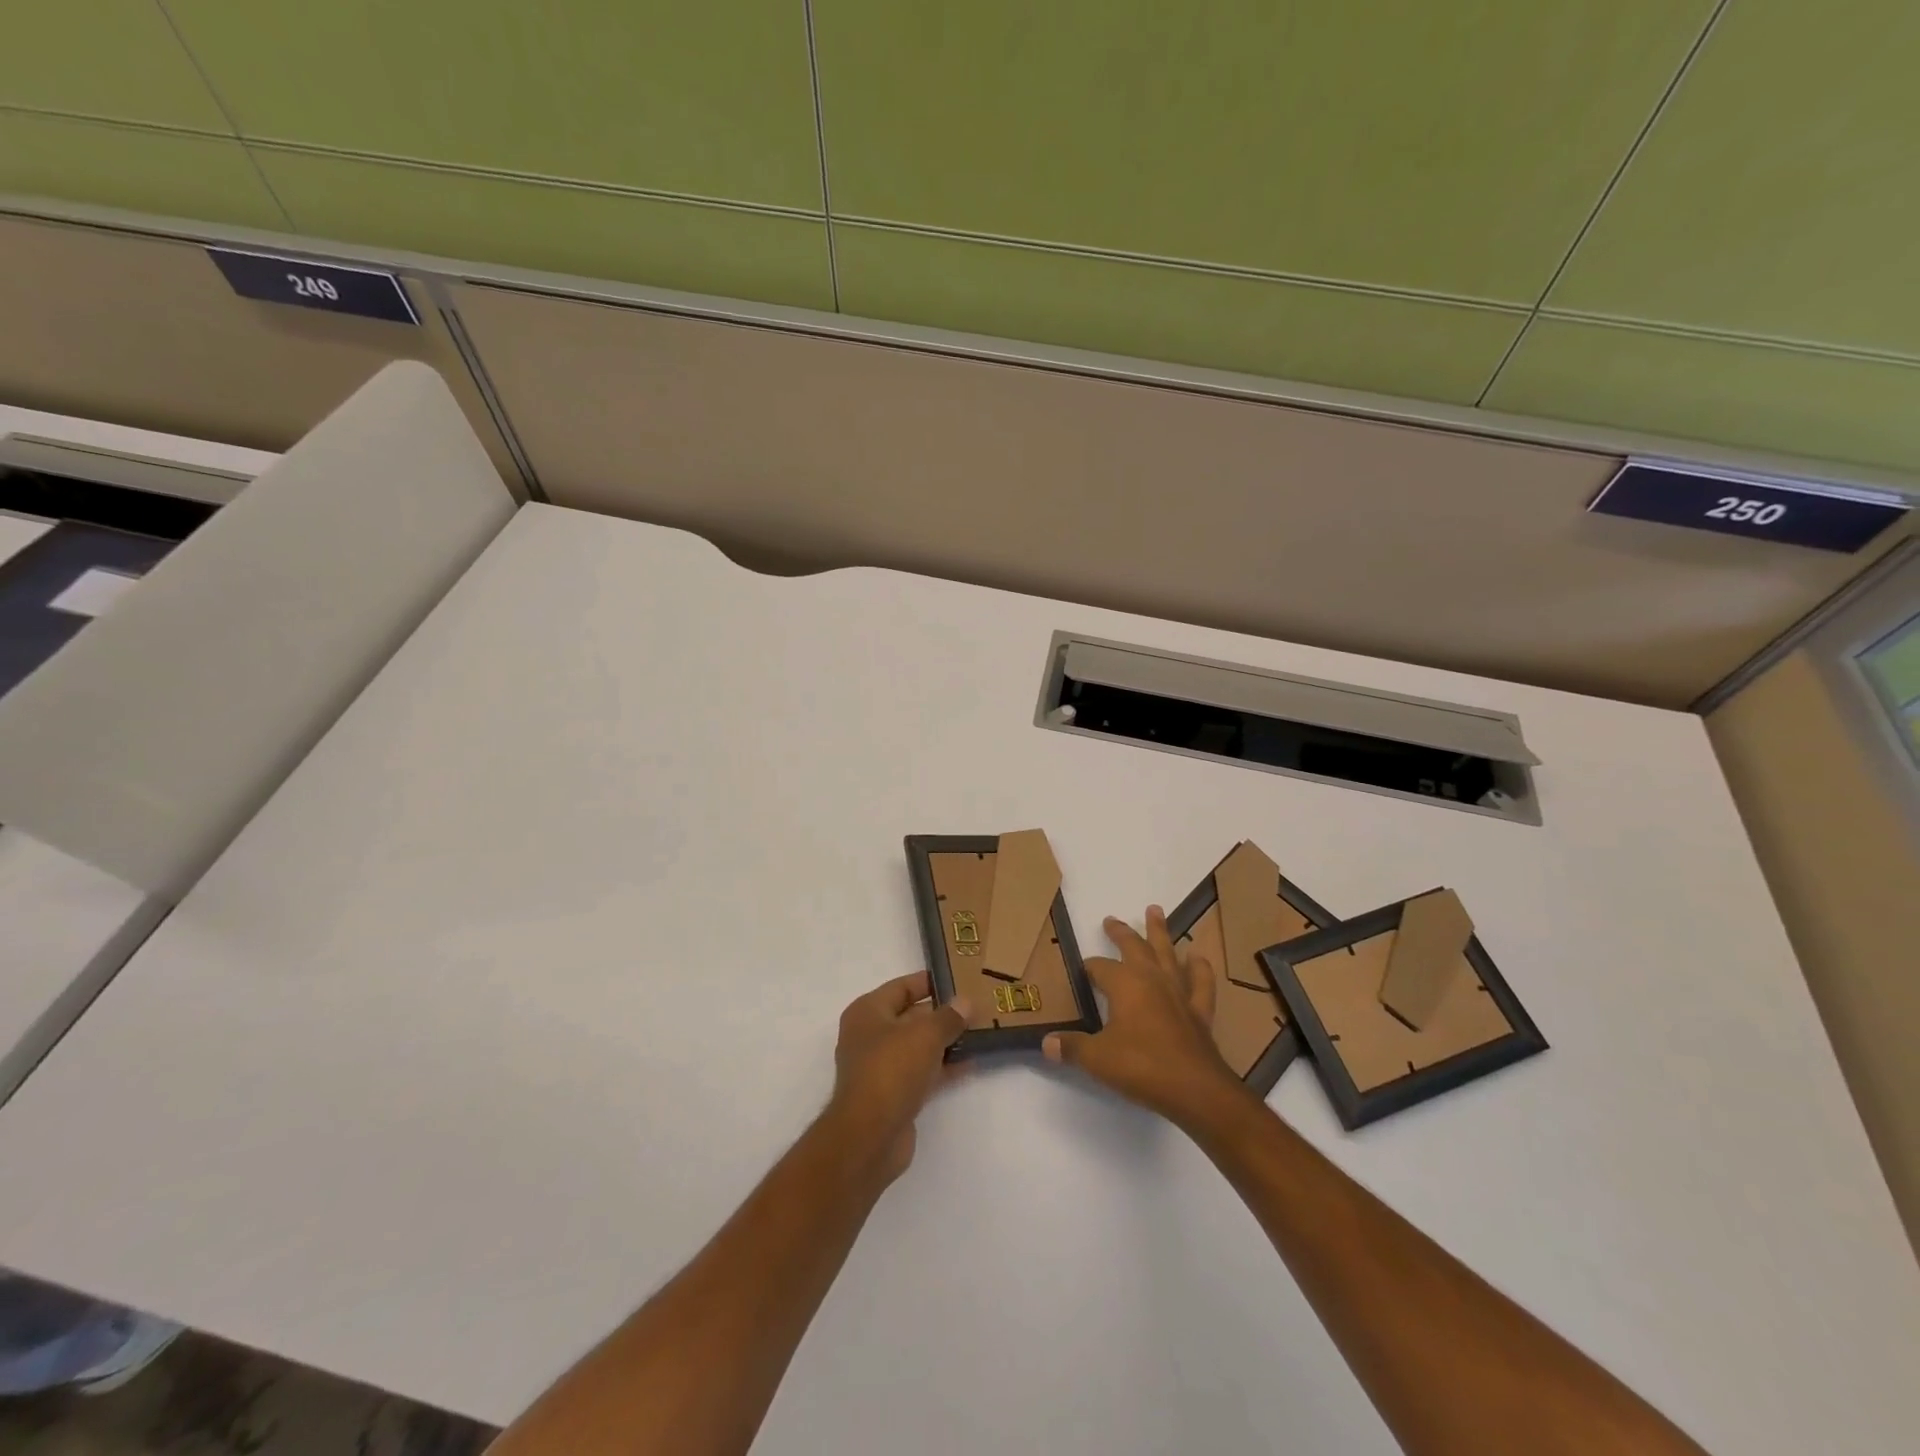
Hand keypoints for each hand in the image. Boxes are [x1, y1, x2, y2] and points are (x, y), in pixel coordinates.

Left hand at [827, 971, 968, 1182]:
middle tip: (976, 1008)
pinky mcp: (893, 1095)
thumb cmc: (891, 1070)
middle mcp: (870, 1036)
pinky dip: (943, 1067)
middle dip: (942, 1014)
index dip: (929, 982)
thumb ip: (948, 1017)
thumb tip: (966, 1002)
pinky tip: (970, 1063)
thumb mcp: (925, 1035)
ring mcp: (881, 1067)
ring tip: (979, 1032)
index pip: (901, 987)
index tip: (958, 979)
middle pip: (911, 1016)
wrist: (870, 1136)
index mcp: (868, 1012)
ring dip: (945, 1041)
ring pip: (918, 1046)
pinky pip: (922, 1072)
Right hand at [1043, 905, 1246, 1128]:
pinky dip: (1199, 968)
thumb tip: (1046, 1042)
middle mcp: (1152, 979)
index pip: (1099, 967)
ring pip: (1167, 953)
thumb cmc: (1141, 1067)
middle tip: (1111, 919)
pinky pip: (1200, 983)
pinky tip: (1197, 957)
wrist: (1195, 1090)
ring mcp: (1179, 993)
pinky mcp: (1199, 1011)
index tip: (1080, 971)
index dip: (1088, 968)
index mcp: (1125, 984)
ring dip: (1160, 931)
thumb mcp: (1097, 1058)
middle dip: (1120, 932)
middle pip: (1134, 947)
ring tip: (1155, 910)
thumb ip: (1071, 1047)